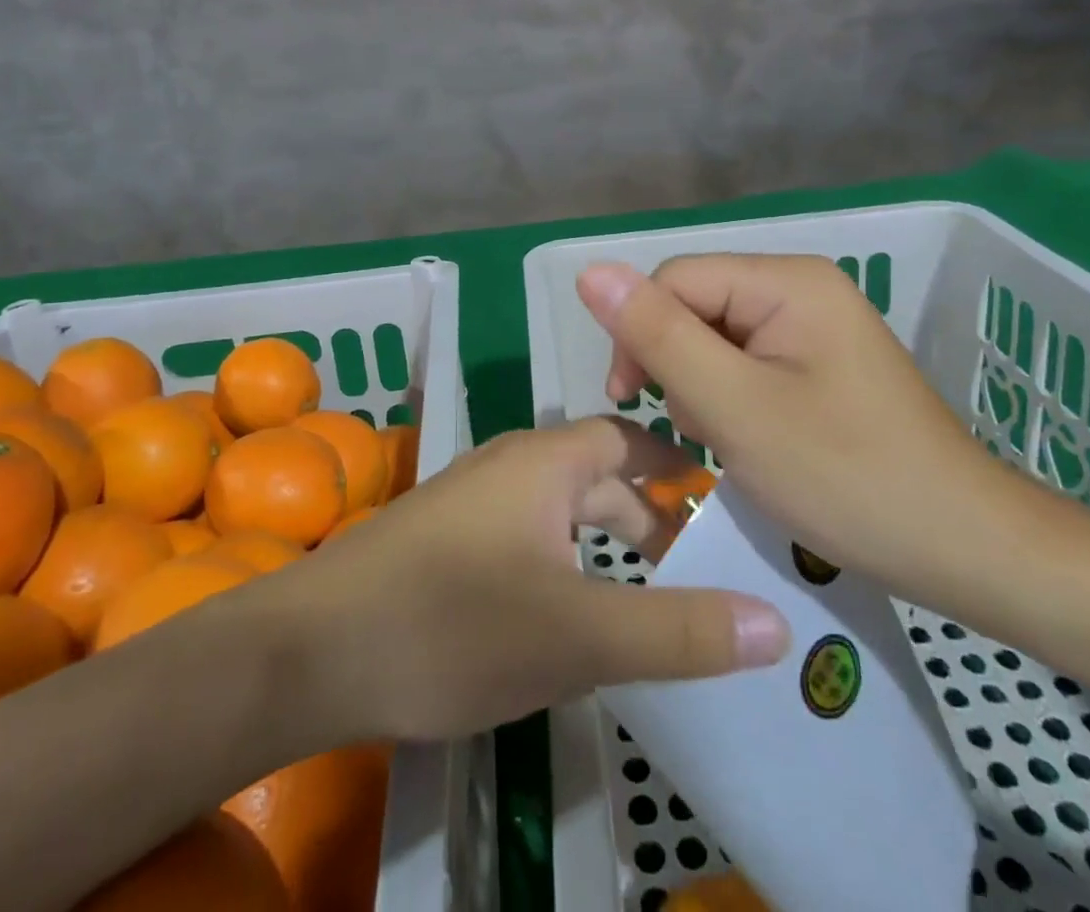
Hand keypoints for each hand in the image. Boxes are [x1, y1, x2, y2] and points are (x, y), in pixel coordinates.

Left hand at [266, 417, 791, 742]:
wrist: (312, 649)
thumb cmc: (454, 625)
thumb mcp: (578, 636)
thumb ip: (678, 631)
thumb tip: (777, 621)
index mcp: (544, 461)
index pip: (627, 438)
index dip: (675, 466)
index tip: (720, 505)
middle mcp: (508, 464)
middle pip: (594, 475)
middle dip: (645, 517)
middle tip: (694, 572)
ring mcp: (470, 499)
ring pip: (557, 508)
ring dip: (602, 542)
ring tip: (643, 597)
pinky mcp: (444, 536)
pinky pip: (524, 533)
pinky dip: (562, 559)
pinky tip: (566, 611)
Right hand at [575, 254, 1049, 612]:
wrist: (967, 549)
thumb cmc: (846, 477)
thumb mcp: (735, 407)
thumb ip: (659, 336)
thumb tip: (591, 271)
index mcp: (786, 282)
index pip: (674, 279)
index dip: (638, 332)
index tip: (632, 401)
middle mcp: (801, 287)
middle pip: (696, 304)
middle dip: (677, 364)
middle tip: (698, 430)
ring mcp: (816, 325)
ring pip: (717, 335)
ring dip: (703, 385)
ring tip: (728, 441)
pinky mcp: (822, 362)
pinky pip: (749, 361)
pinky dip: (733, 398)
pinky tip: (750, 438)